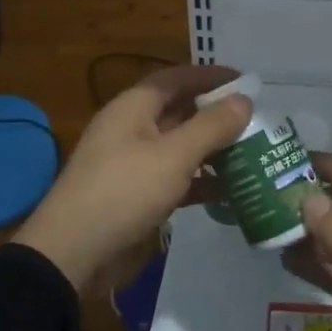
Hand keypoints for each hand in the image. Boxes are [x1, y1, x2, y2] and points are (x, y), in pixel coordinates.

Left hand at [14, 65, 250, 292]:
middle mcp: (133, 128)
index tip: (247, 81)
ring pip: (181, 147)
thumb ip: (211, 126)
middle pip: (181, 111)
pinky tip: (231, 192)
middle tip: (258, 120)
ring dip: (213, 150)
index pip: (178, 78)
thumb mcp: (173, 156)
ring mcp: (134, 163)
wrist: (73, 254)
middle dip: (217, 115)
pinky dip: (201, 182)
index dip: (211, 76)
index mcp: (134, 107)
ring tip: (253, 154)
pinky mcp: (138, 196)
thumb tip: (243, 99)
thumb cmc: (123, 192)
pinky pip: (176, 179)